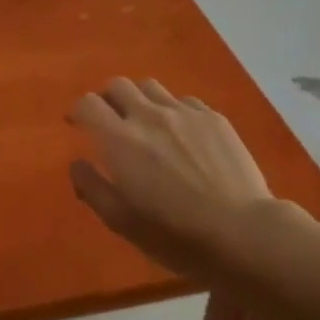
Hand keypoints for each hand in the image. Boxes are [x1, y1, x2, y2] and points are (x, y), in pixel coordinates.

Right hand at [68, 78, 297, 284]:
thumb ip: (92, 188)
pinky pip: (184, 101)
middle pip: (118, 85)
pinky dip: (173, 110)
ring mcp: (184, 113)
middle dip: (107, 99)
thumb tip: (77, 164)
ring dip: (140, 100)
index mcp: (120, 139)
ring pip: (151, 87)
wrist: (242, 233)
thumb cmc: (175, 234)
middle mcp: (148, 115)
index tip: (78, 124)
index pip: (88, 103)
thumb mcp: (122, 222)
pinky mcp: (213, 118)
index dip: (79, 111)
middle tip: (111, 121)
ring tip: (146, 123)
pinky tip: (182, 134)